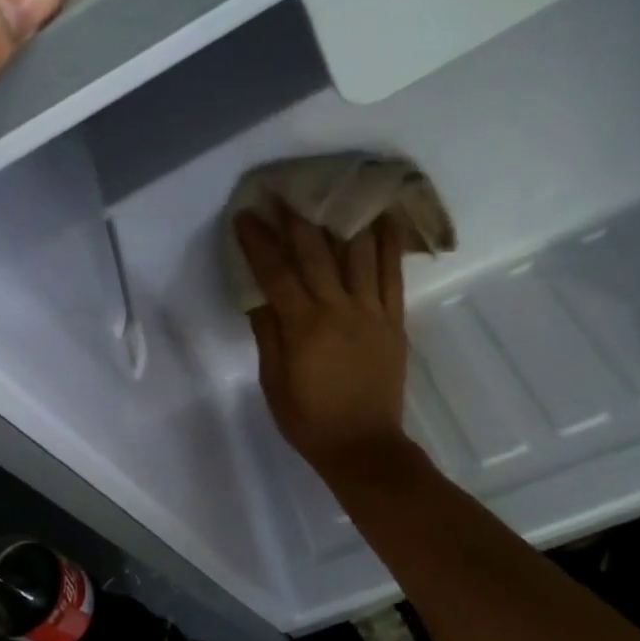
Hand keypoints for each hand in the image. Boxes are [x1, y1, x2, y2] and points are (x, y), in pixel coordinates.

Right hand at [235, 208, 410, 473]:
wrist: (364, 447)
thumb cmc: (308, 419)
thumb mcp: (273, 381)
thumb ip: (268, 333)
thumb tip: (259, 295)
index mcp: (303, 326)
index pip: (275, 272)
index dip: (259, 241)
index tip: (245, 216)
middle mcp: (339, 309)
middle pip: (316, 253)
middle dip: (295, 220)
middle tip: (281, 193)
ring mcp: (371, 312)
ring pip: (358, 254)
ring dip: (342, 219)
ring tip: (332, 193)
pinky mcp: (394, 320)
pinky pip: (392, 274)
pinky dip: (388, 244)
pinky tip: (382, 219)